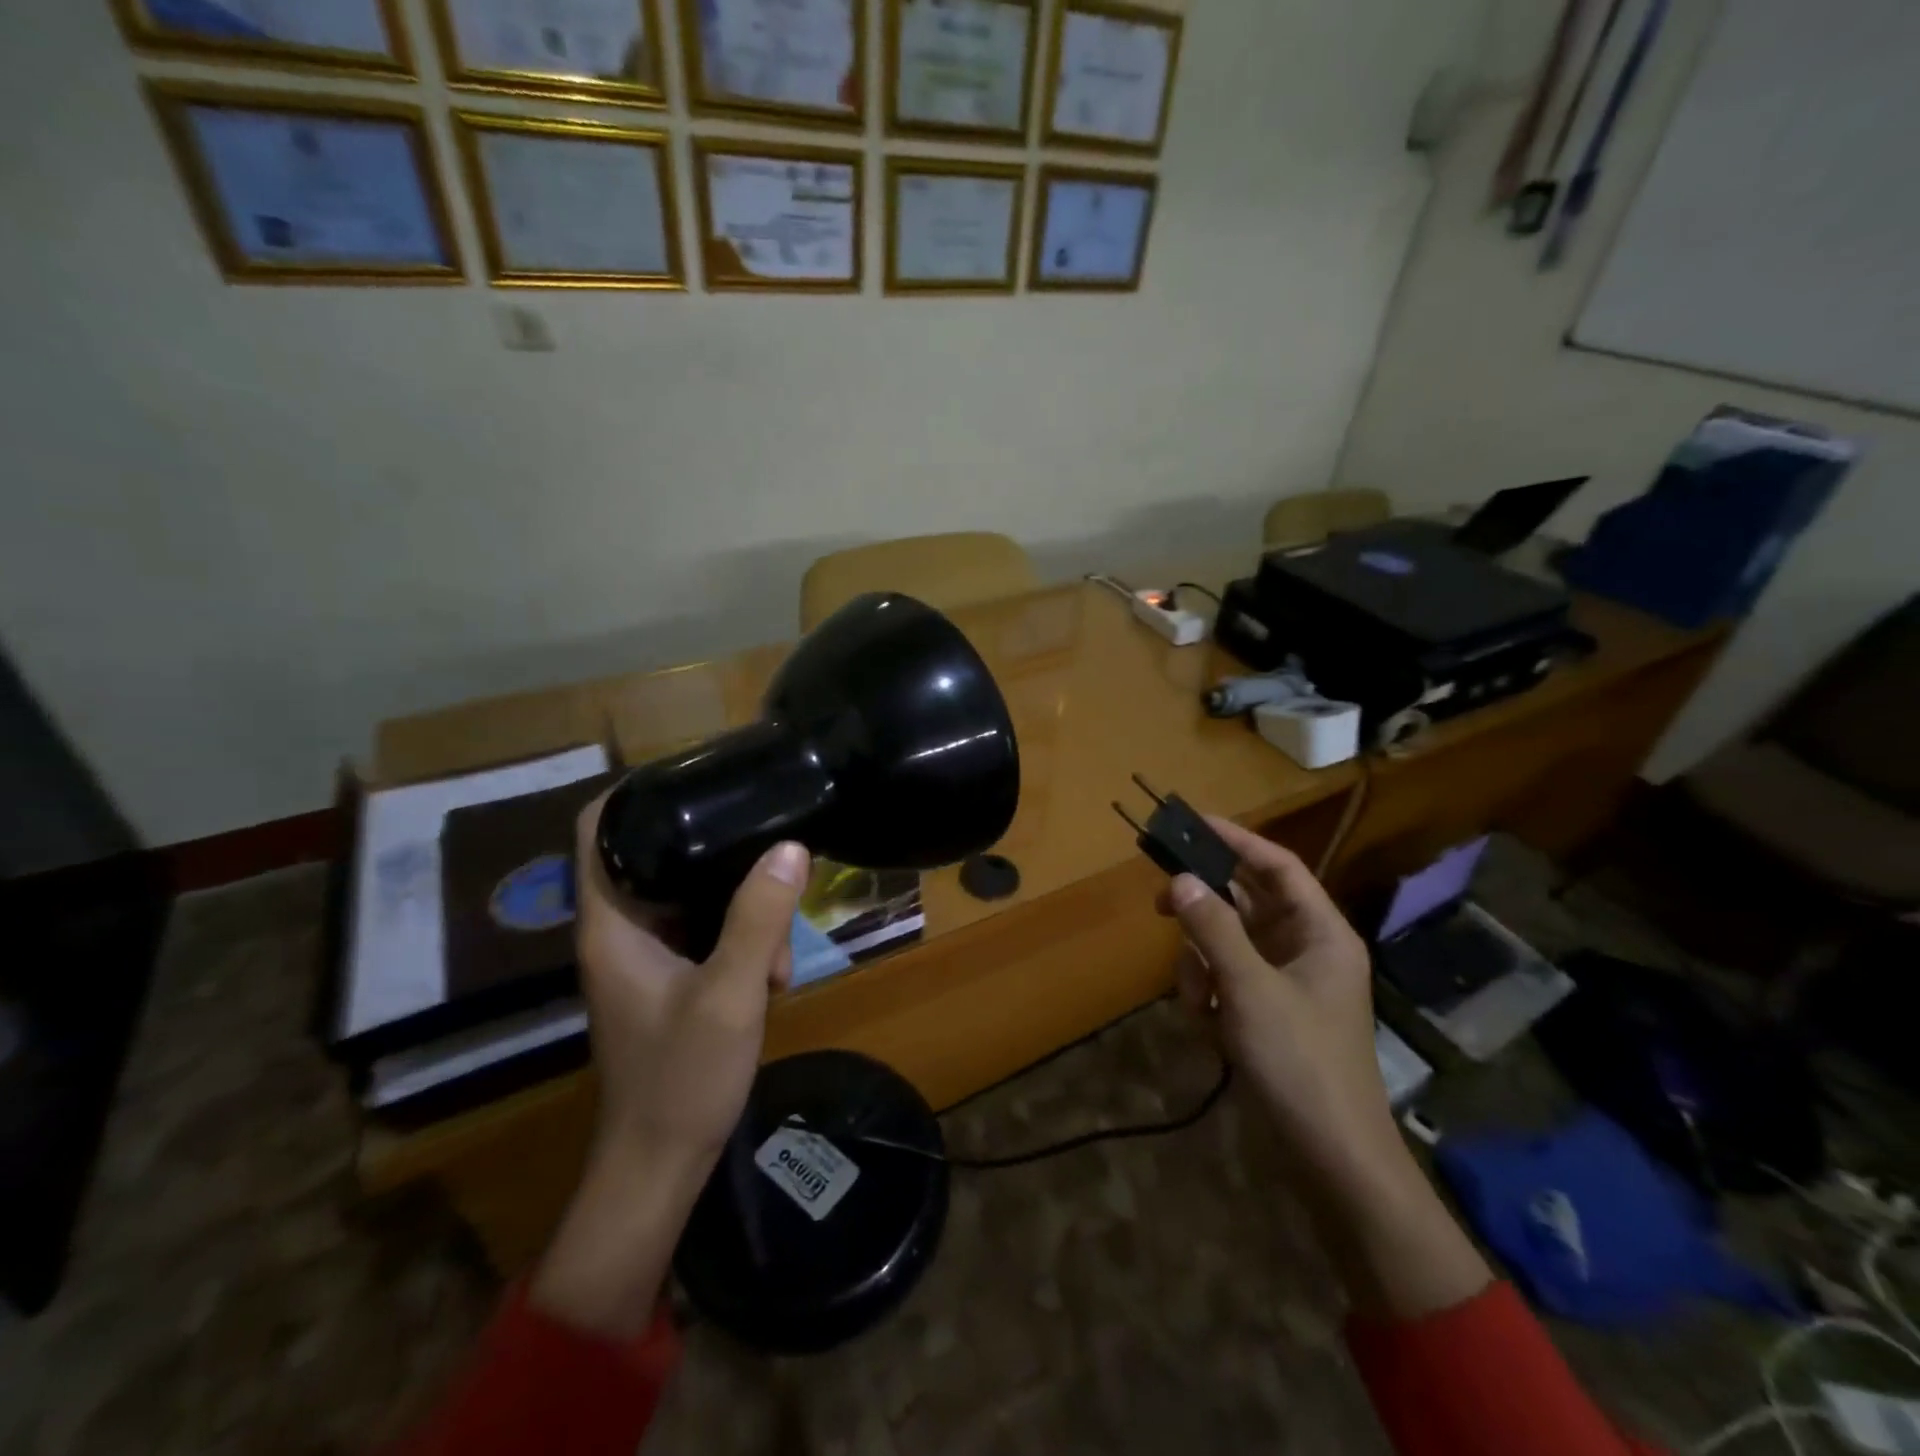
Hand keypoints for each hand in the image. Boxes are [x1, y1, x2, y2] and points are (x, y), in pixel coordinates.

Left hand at [531, 796, 808, 1338]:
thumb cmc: (681, 1079)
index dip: (636, 790)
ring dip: (743, 909)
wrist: (661, 1166)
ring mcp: (645, 955)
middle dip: (720, 856)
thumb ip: (759, 919)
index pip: (599, 829)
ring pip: (693, 897)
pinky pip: (706, 931)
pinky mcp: (671, 977)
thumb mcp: (730, 993)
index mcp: (611, 923)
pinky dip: (741, 938)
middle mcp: (620, 929)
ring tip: (780, 949)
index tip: (696, 772)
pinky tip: (774, 973)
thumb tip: (790, 847)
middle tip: (771, 855)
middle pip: (660, 856)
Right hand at [1155, 817, 1491, 1319]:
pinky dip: (1208, 994)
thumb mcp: (1250, 990)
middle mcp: (1305, 948)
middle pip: (1244, 904)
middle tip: (1160, 904)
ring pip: (1226, 944)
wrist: (1331, 1159)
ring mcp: (1284, 981)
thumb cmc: (1301, 1063)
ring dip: (1201, 966)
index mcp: (1321, 933)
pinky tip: (1209, 1027)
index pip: (1277, 867)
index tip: (1191, 824)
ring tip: (1199, 1004)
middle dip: (1205, 912)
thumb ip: (1213, 930)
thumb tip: (1179, 879)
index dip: (1236, 841)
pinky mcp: (1265, 1011)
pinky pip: (1225, 978)